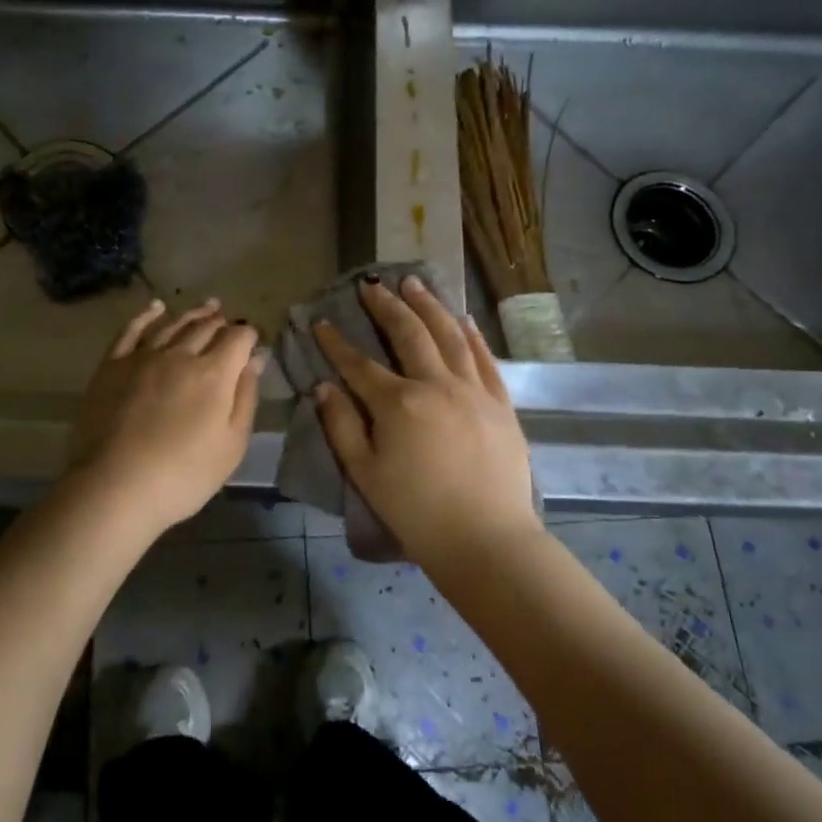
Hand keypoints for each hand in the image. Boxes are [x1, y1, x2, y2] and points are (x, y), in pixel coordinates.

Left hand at [66, 298, 262, 535]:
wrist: (115, 487)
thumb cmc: (184, 475)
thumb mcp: (232, 445)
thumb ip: (245, 397)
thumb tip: (254, 360)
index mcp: (214, 373)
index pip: (239, 338)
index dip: (249, 336)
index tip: (252, 342)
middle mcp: (180, 354)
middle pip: (206, 327)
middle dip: (222, 322)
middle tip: (228, 319)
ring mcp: (143, 356)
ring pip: (173, 324)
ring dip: (192, 314)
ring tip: (206, 307)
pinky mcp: (112, 365)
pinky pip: (131, 330)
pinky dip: (146, 315)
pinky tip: (156, 308)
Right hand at [314, 275, 540, 567]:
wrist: (486, 539)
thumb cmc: (417, 512)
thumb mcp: (365, 474)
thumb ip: (342, 426)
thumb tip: (323, 387)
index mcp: (398, 403)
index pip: (359, 363)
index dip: (336, 342)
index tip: (321, 322)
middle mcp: (436, 384)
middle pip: (408, 333)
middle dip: (386, 306)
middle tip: (371, 284)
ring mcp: (473, 390)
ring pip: (449, 335)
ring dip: (429, 305)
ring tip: (414, 282)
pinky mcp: (500, 403)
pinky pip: (485, 358)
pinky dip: (471, 334)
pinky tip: (462, 318)